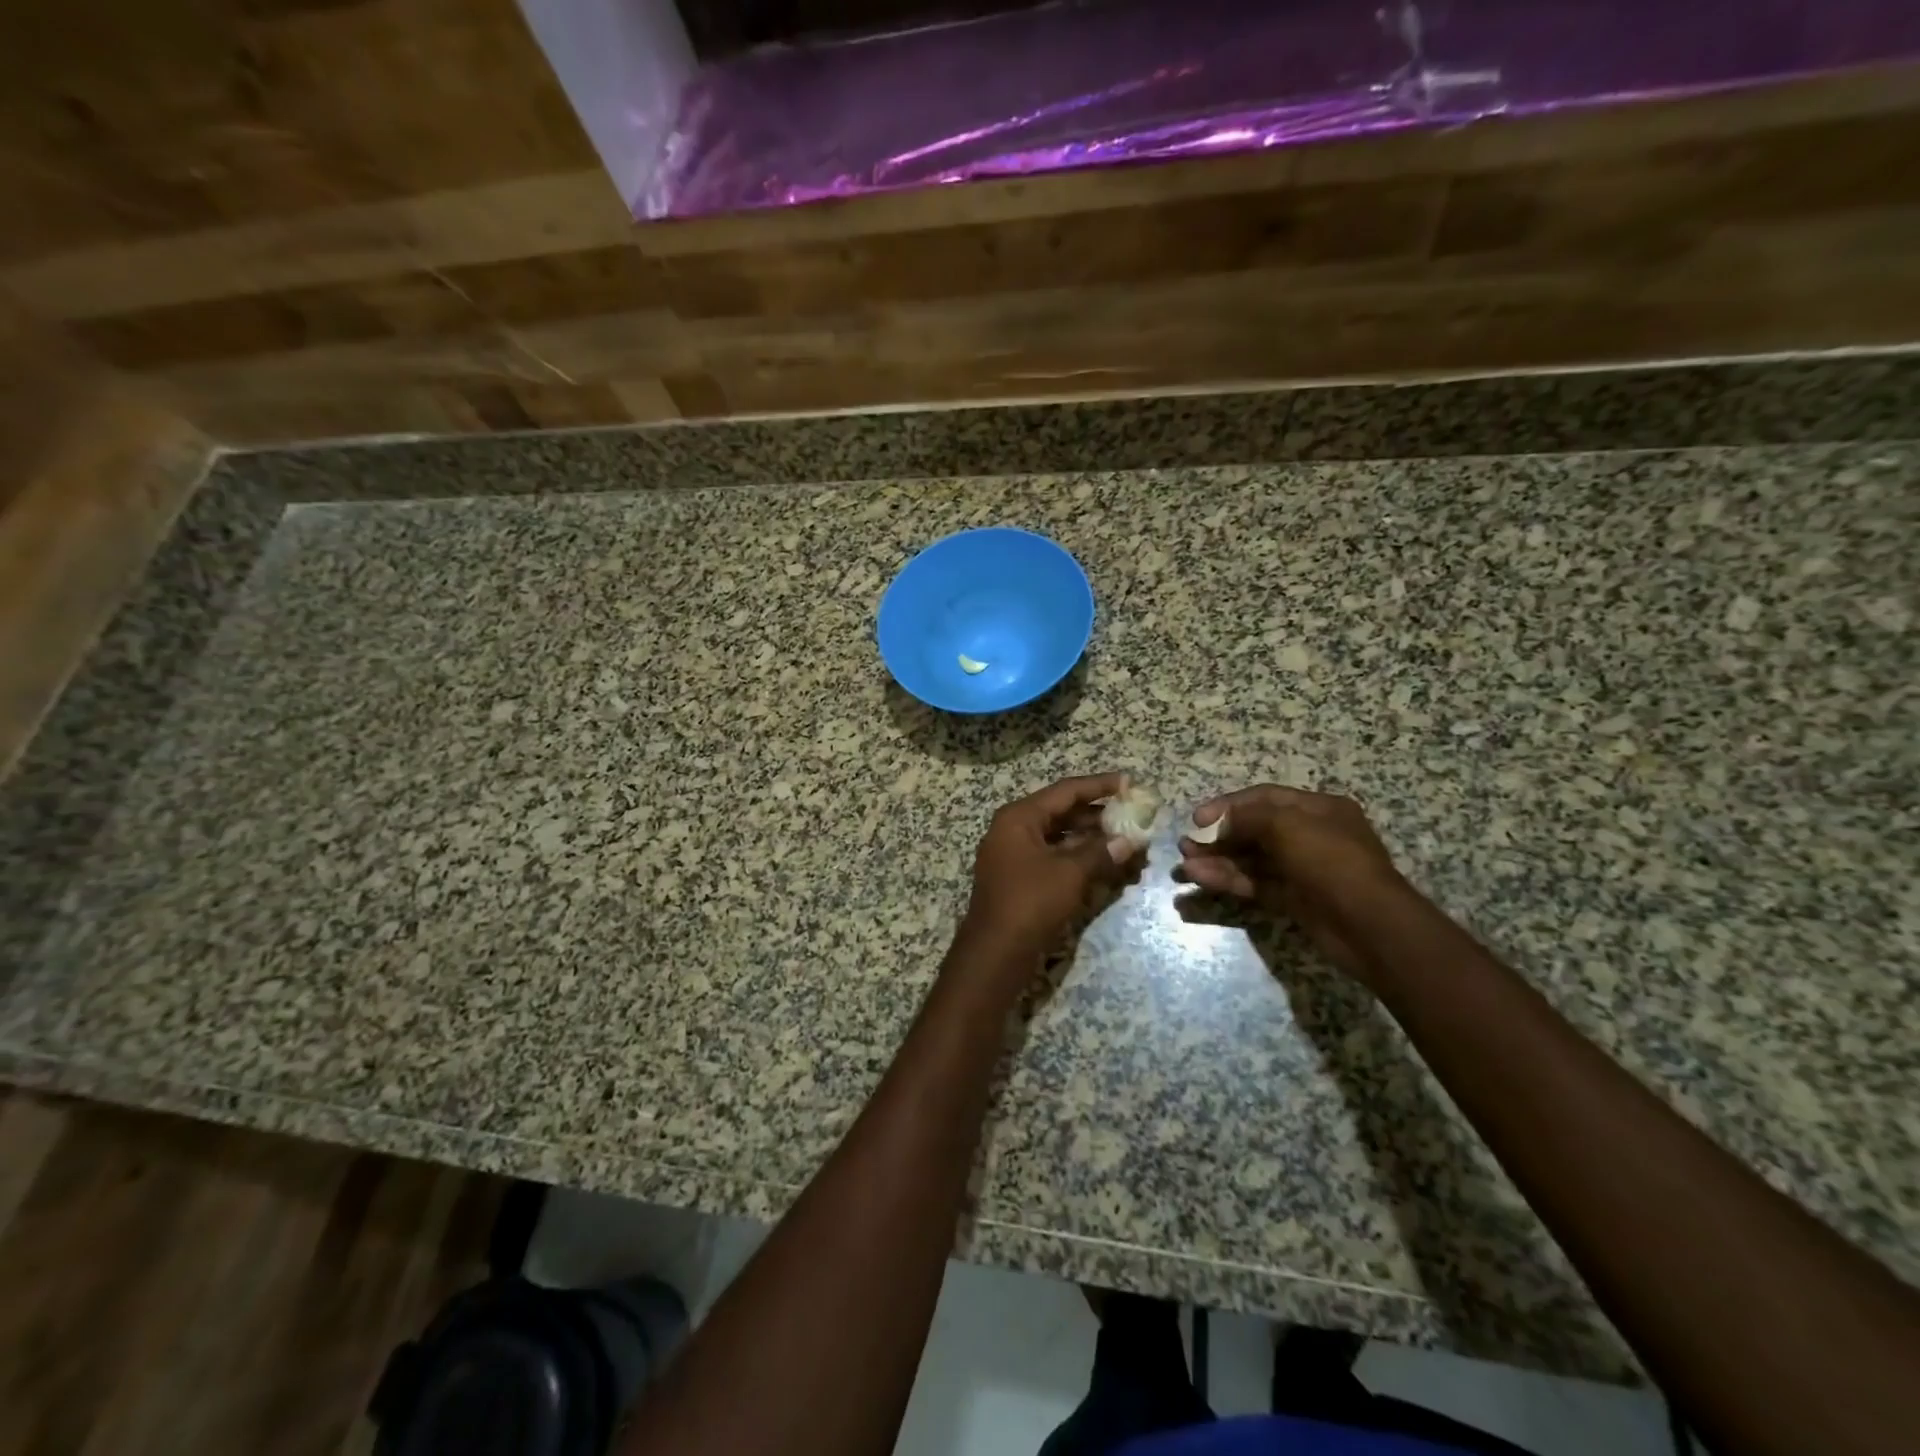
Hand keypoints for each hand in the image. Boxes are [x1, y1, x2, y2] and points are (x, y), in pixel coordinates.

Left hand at [958, 773, 1144, 980]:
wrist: (995, 952)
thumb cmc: (1030, 902)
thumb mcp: (1070, 873)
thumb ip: (1101, 852)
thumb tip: (1130, 840)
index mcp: (1019, 817)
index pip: (1065, 791)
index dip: (1099, 786)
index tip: (1128, 782)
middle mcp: (1014, 829)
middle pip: (1062, 812)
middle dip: (1099, 816)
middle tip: (1134, 816)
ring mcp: (1015, 854)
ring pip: (1060, 836)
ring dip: (1093, 839)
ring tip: (1128, 842)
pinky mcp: (1020, 877)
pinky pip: (1054, 857)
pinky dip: (1080, 858)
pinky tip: (1108, 864)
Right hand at [1177, 785, 1408, 980]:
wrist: (1368, 925)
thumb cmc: (1329, 860)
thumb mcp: (1286, 825)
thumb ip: (1246, 819)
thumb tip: (1217, 824)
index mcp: (1318, 809)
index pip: (1264, 798)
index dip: (1228, 805)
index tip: (1197, 819)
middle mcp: (1310, 835)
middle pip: (1254, 830)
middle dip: (1218, 836)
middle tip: (1186, 845)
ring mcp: (1302, 869)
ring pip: (1251, 860)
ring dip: (1218, 861)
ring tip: (1185, 866)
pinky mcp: (1294, 899)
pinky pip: (1255, 884)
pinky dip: (1229, 881)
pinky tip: (1202, 879)